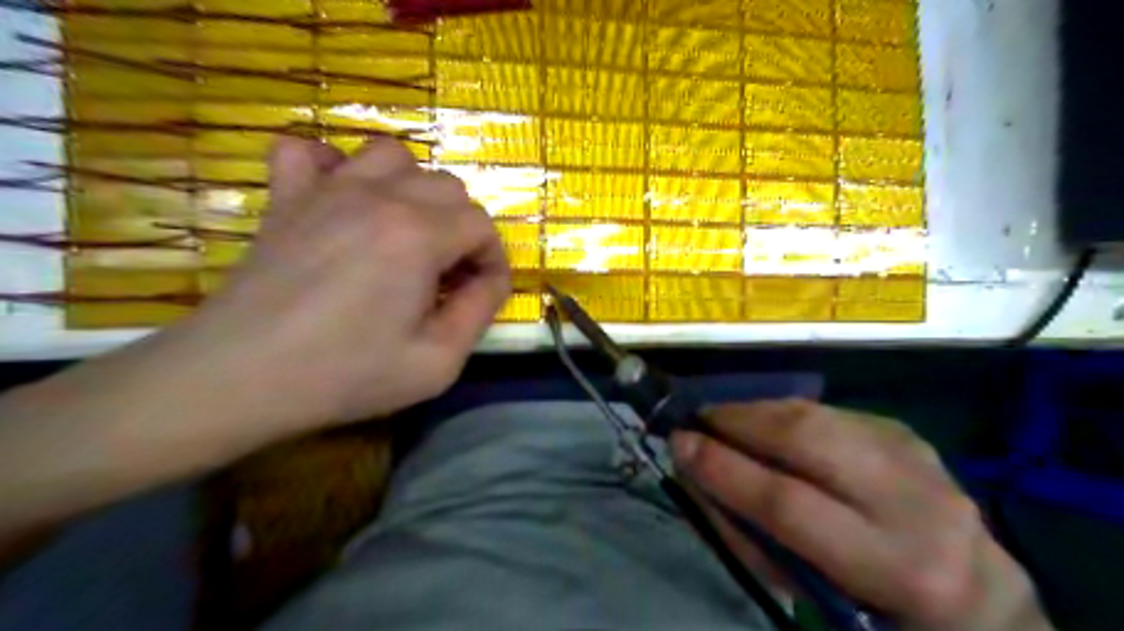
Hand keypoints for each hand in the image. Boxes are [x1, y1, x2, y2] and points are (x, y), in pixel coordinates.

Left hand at [177, 136, 510, 427]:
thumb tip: (492, 280)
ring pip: (392, 156)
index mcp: (418, 235)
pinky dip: (334, 165)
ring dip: (414, 189)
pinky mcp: (286, 197)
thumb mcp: (437, 362)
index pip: (481, 225)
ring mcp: (326, 190)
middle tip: (448, 275)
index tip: (481, 293)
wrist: (237, 377)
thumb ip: (480, 312)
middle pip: (447, 186)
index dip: (492, 259)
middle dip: (462, 229)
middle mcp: (378, 197)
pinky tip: (342, 199)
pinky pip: (310, 151)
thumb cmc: (345, 374)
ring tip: (407, 233)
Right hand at [671, 403, 1050, 626]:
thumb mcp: (811, 596)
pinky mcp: (906, 431)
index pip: (788, 503)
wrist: (975, 598)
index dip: (724, 469)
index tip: (678, 443)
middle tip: (697, 418)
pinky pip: (827, 411)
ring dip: (756, 410)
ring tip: (722, 418)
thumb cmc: (876, 612)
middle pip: (806, 437)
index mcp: (897, 566)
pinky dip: (784, 413)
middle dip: (737, 420)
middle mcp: (917, 501)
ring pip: (816, 414)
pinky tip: (766, 426)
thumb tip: (698, 472)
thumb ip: (749, 535)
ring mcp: (917, 456)